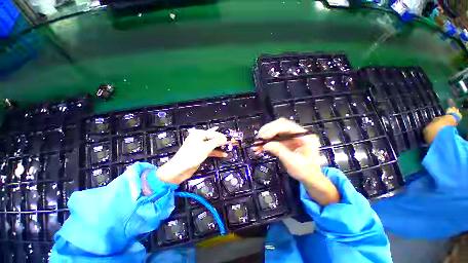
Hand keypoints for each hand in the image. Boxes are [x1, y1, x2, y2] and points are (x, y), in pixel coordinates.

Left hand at [157, 128, 227, 184]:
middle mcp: (199, 139)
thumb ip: (216, 142)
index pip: (213, 133)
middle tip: (229, 144)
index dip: (221, 136)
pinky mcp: (200, 153)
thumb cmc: (191, 156)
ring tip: (228, 149)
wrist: (179, 170)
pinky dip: (216, 153)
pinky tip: (223, 154)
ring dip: (219, 147)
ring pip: (212, 145)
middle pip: (213, 139)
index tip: (228, 140)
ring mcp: (200, 147)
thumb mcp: (205, 148)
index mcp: (198, 135)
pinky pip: (210, 151)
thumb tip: (224, 138)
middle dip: (221, 142)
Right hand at [253, 118, 339, 205]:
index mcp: (304, 136)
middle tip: (257, 140)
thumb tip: (265, 145)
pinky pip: (273, 139)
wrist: (310, 178)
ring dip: (264, 138)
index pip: (286, 126)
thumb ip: (279, 151)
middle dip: (266, 132)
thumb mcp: (293, 162)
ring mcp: (291, 137)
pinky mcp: (285, 141)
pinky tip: (259, 149)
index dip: (273, 130)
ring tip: (256, 147)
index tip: (263, 137)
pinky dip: (266, 144)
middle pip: (279, 126)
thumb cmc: (306, 171)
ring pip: (274, 132)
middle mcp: (297, 133)